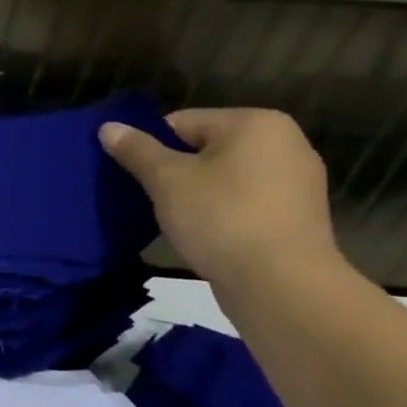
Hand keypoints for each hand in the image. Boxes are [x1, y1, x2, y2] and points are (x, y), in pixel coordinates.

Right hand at [99, 108, 340, 288]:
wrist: (280, 283)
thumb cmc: (220, 218)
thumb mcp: (166, 180)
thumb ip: (136, 150)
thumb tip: (108, 127)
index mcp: (255, 123)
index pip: (181, 123)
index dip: (151, 148)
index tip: (136, 178)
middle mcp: (285, 142)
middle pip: (205, 148)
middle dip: (175, 171)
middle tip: (151, 199)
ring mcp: (298, 180)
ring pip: (225, 176)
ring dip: (197, 193)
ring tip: (176, 219)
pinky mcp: (299, 215)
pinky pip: (245, 200)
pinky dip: (221, 211)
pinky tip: (206, 234)